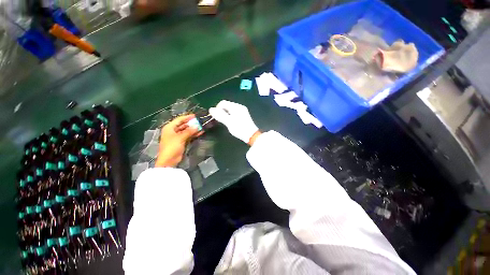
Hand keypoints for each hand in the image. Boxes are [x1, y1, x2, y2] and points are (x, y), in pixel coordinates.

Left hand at [155, 115, 201, 167]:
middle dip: (191, 123)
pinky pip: (188, 136)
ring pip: (187, 131)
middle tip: (200, 121)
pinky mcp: (181, 142)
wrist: (169, 160)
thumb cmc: (172, 147)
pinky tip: (200, 132)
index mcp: (169, 127)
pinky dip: (193, 134)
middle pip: (183, 125)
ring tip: (202, 126)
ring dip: (194, 129)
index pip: (179, 120)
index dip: (187, 117)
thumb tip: (197, 126)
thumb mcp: (180, 137)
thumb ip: (189, 131)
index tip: (195, 116)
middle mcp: (173, 131)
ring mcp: (177, 137)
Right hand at [209, 100, 260, 144]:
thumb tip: (211, 109)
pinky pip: (233, 113)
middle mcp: (239, 107)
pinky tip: (231, 122)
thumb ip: (220, 115)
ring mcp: (242, 111)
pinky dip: (230, 116)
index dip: (217, 108)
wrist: (251, 135)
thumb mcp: (229, 122)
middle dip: (221, 111)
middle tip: (221, 120)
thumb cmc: (240, 128)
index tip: (216, 117)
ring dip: (225, 114)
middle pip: (226, 105)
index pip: (223, 103)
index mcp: (236, 107)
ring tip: (225, 122)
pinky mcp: (243, 116)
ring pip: (230, 110)